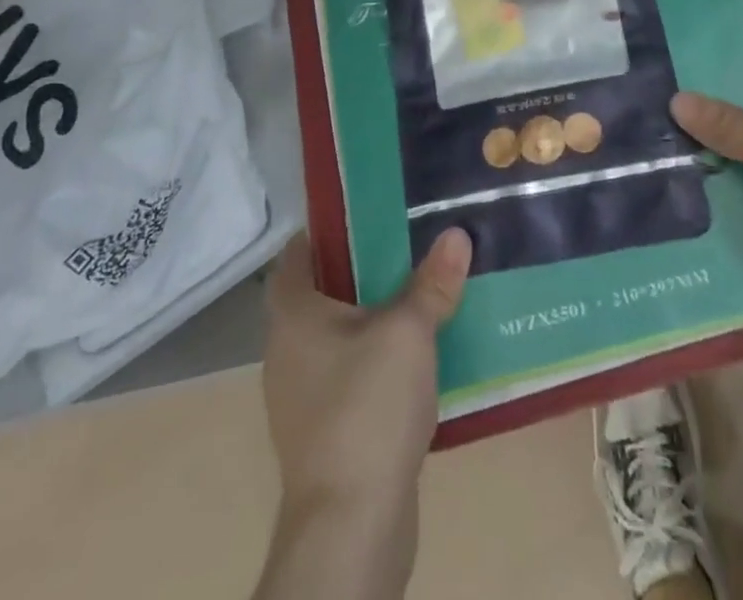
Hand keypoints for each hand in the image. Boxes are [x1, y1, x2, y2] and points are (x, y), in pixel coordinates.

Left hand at [261, 228, 471, 533]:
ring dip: (370, 320)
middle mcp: (286, 352)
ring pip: (336, 339)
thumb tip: (456, 234)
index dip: (324, 232)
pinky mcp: (323, 434)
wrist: (350, 525)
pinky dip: (373, 363)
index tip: (363, 217)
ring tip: (416, 298)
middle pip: (319, 295)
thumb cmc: (367, 407)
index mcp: (293, 316)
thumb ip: (432, 283)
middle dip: (358, 272)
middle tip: (403, 249)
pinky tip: (413, 362)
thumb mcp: (409, 332)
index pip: (295, 256)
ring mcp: (300, 398)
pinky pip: (347, 378)